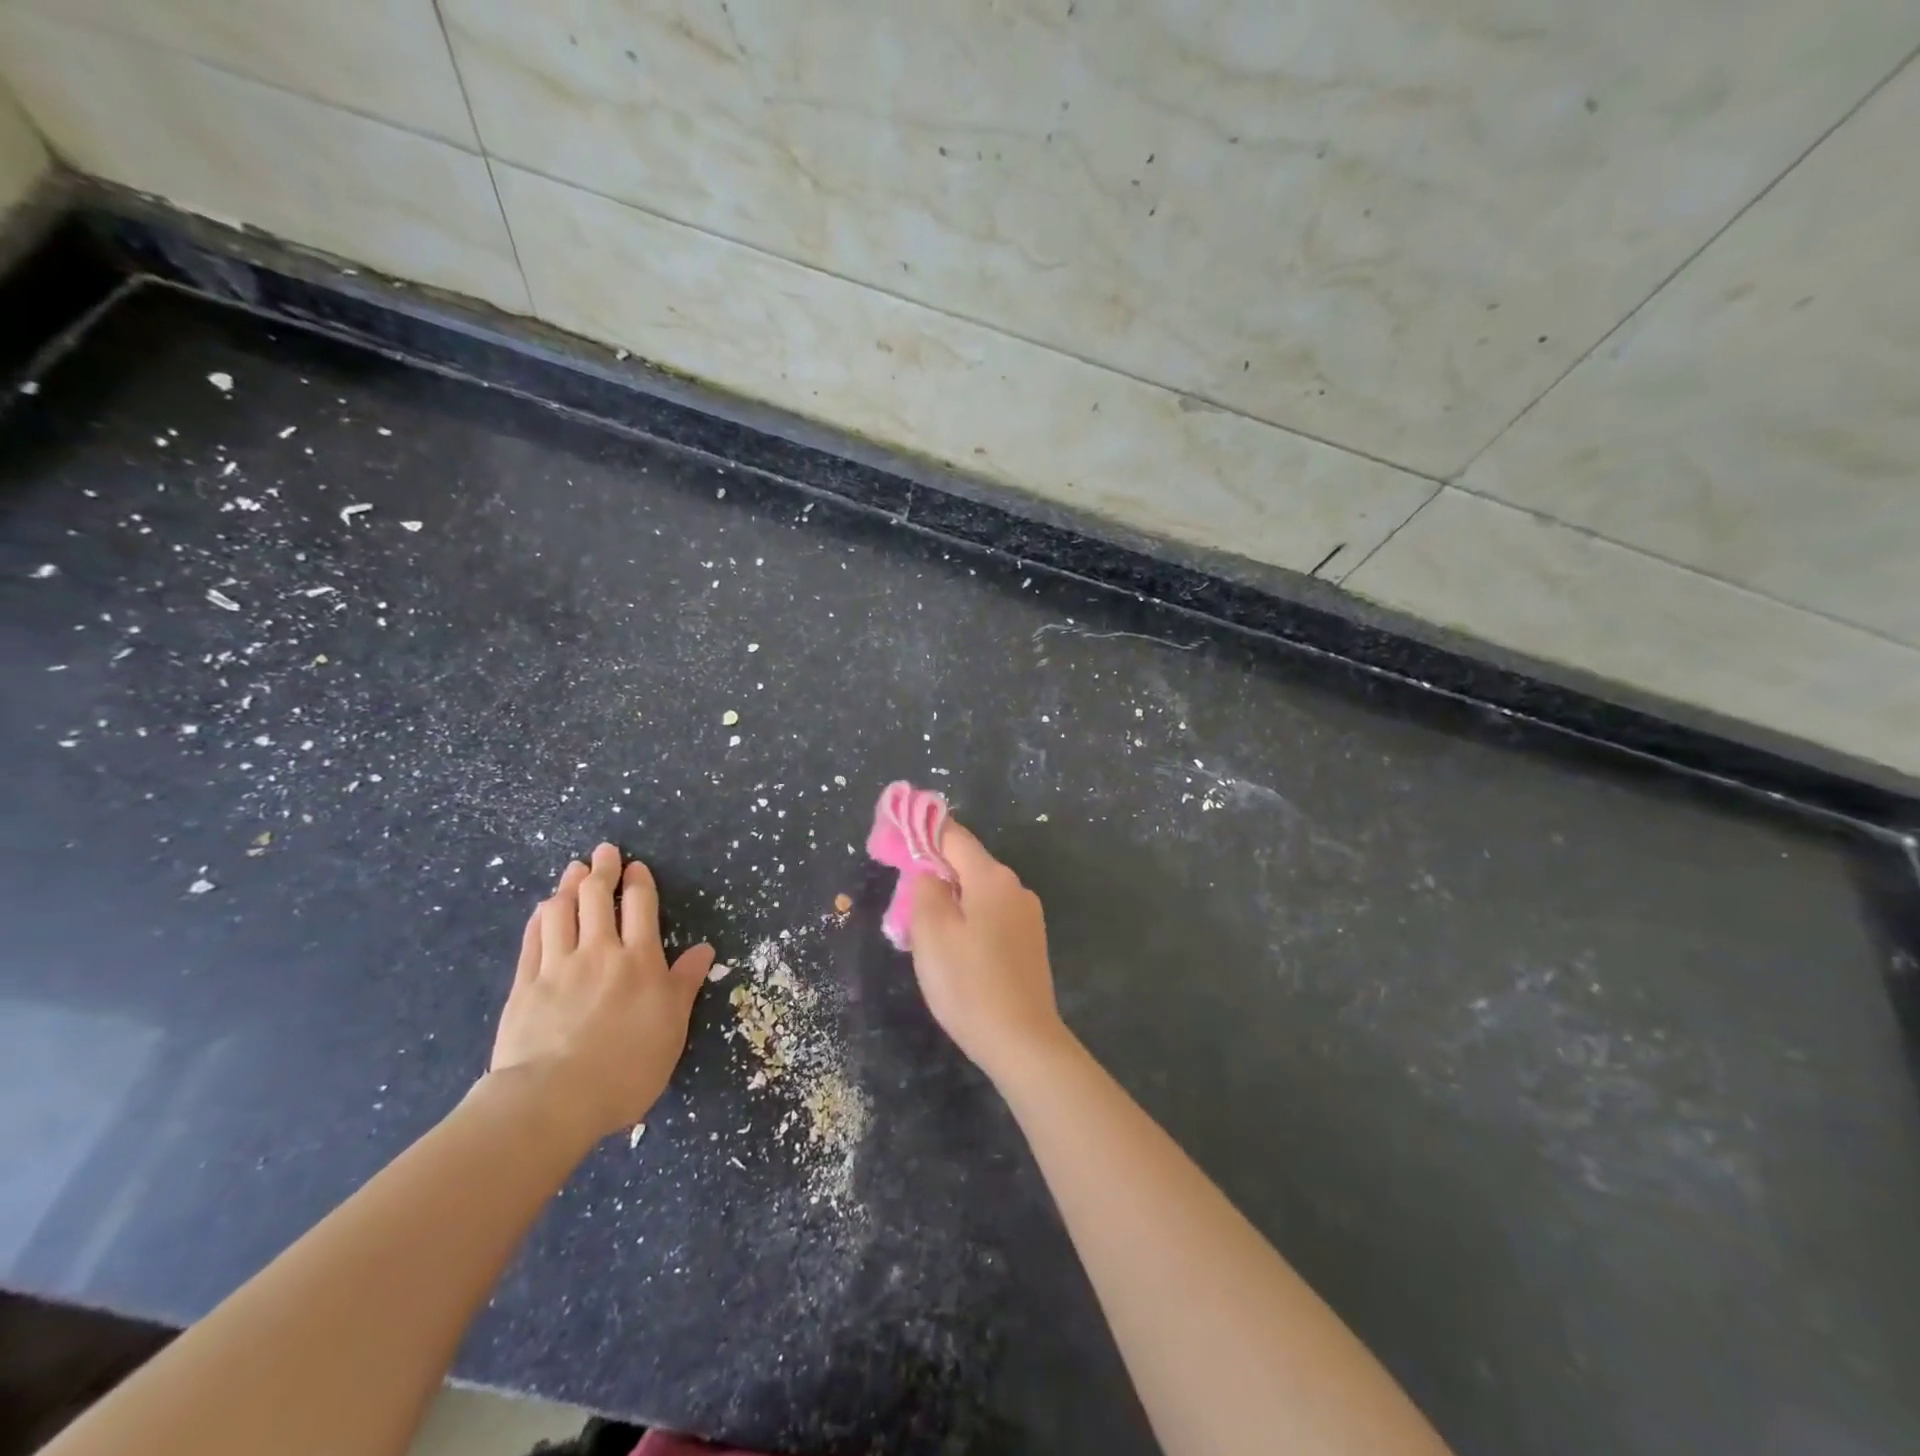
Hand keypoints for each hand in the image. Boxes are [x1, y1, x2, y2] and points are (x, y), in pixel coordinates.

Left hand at [488, 843, 714, 1144]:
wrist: (553, 1099)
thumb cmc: (627, 1066)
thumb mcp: (673, 1026)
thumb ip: (685, 983)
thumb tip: (704, 948)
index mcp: (639, 960)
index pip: (639, 906)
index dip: (637, 881)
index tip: (635, 866)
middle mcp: (599, 951)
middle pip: (596, 897)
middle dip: (602, 869)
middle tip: (604, 851)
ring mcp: (557, 966)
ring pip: (562, 911)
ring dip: (569, 885)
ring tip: (573, 870)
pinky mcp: (524, 985)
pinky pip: (533, 939)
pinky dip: (540, 917)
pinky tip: (543, 908)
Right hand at [909, 821, 1071, 1082]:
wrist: (1022, 1041)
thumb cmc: (968, 983)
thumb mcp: (931, 932)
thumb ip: (925, 889)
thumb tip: (929, 871)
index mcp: (991, 877)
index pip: (953, 835)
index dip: (922, 831)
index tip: (894, 836)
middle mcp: (1015, 887)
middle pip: (966, 864)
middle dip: (933, 873)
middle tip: (902, 899)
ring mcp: (1027, 915)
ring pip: (978, 893)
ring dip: (949, 901)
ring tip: (923, 932)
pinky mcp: (1030, 942)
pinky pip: (991, 916)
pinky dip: (968, 920)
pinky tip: (954, 951)